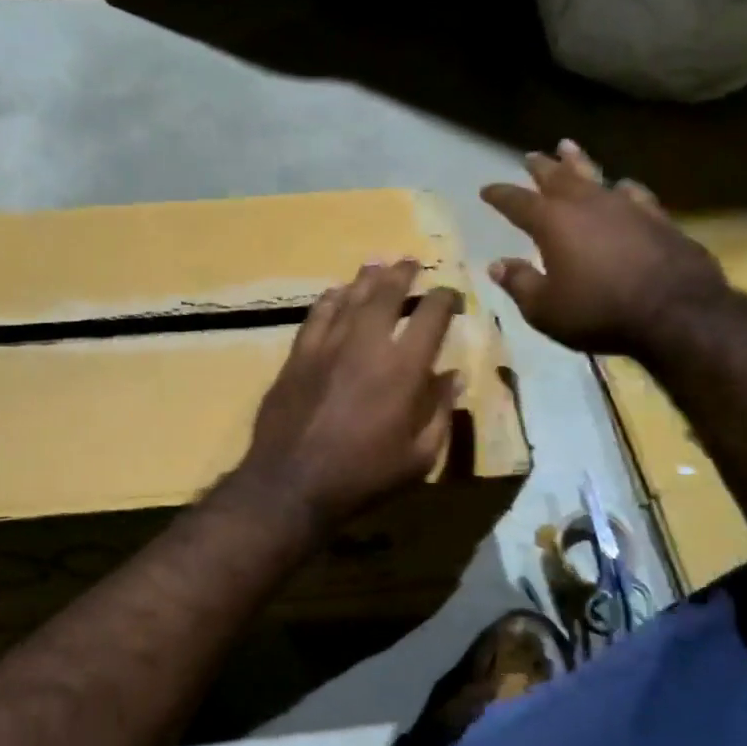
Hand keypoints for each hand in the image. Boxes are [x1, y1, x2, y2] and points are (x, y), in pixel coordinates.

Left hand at [231, 260, 461, 534]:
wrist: (291, 483)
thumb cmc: (363, 477)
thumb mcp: (419, 458)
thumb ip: (440, 413)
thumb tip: (455, 377)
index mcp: (403, 368)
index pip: (431, 316)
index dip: (445, 299)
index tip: (450, 294)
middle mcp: (366, 344)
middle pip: (387, 293)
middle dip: (403, 274)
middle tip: (410, 262)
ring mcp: (327, 346)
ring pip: (350, 297)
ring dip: (367, 279)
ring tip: (377, 265)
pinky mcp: (297, 355)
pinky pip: (316, 315)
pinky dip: (330, 299)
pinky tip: (336, 293)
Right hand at [481, 140, 726, 356]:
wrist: (676, 312)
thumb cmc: (598, 312)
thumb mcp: (545, 309)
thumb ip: (519, 283)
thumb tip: (497, 265)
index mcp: (553, 223)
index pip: (518, 202)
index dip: (500, 195)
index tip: (486, 189)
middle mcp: (588, 204)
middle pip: (558, 177)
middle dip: (540, 167)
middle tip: (530, 156)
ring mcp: (627, 207)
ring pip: (596, 175)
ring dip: (579, 162)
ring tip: (568, 147)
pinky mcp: (658, 218)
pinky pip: (634, 194)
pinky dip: (622, 188)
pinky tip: (623, 186)